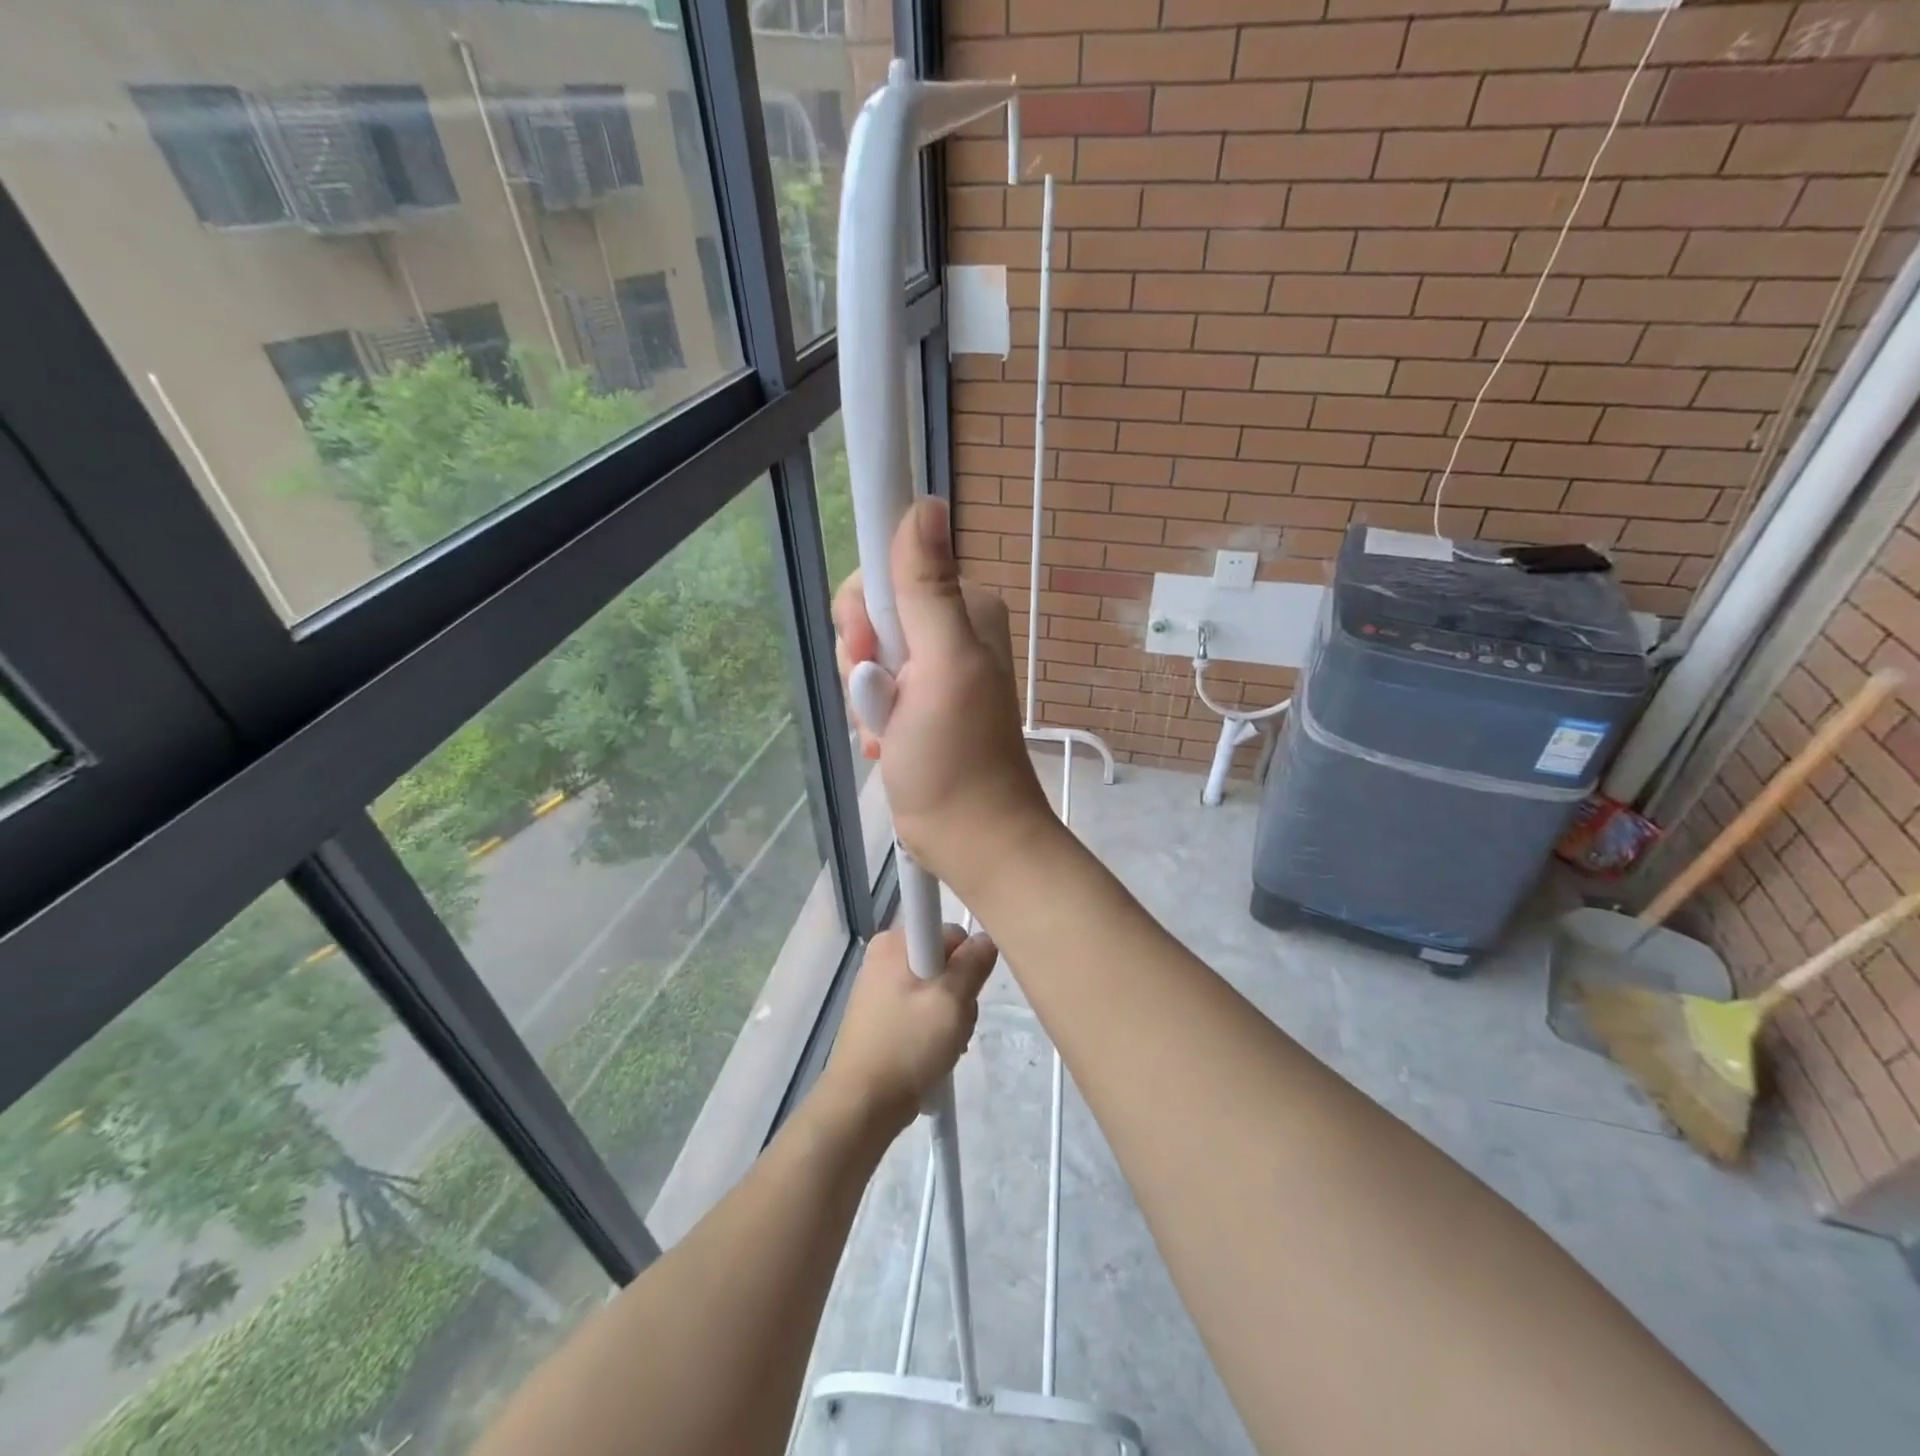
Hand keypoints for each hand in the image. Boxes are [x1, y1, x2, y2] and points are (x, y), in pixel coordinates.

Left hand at [819, 924, 997, 1133]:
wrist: (862, 1103)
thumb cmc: (908, 1044)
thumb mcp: (952, 1000)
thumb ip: (974, 964)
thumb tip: (985, 939)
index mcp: (895, 942)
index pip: (951, 932)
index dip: (966, 959)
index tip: (966, 989)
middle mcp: (884, 955)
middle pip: (945, 961)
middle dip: (960, 992)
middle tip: (956, 1023)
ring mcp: (880, 985)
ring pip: (936, 988)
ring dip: (950, 1015)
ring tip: (945, 1044)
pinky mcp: (881, 1014)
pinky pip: (921, 1008)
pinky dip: (934, 1027)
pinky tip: (934, 1052)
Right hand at [832, 499, 1054, 897]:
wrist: (968, 835)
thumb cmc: (956, 757)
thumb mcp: (942, 666)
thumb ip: (927, 588)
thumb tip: (926, 502)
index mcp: (963, 608)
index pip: (887, 569)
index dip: (865, 610)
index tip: (871, 651)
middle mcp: (947, 630)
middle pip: (868, 612)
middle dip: (861, 659)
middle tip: (884, 699)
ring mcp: (929, 668)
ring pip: (863, 653)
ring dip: (863, 695)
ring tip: (889, 729)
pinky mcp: (913, 702)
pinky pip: (868, 687)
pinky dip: (869, 716)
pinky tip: (887, 742)